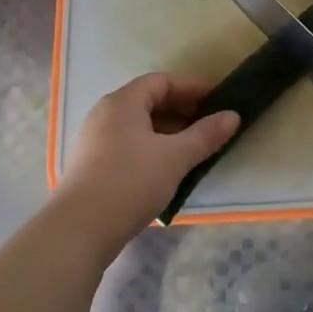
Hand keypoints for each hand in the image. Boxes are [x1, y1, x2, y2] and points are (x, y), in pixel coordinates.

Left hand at [57, 74, 239, 253]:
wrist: (79, 229)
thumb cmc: (130, 181)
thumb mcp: (175, 157)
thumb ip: (206, 134)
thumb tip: (233, 115)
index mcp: (123, 102)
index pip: (161, 81)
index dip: (192, 88)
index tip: (218, 100)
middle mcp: (105, 114)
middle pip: (149, 101)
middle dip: (182, 110)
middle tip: (210, 125)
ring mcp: (96, 140)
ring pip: (140, 125)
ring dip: (169, 132)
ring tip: (194, 148)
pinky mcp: (94, 165)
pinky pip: (130, 144)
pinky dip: (153, 147)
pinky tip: (169, 168)